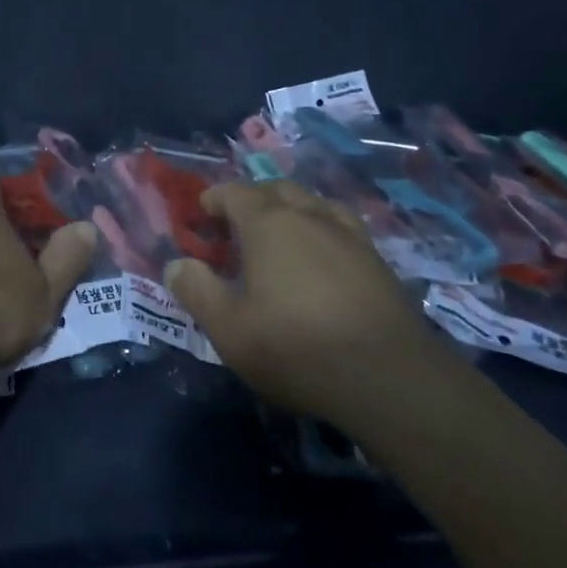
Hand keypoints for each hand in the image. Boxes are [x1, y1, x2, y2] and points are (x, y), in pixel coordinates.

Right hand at [163, 180, 437, 420]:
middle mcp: (309, 216)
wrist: (389, 378)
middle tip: (235, 226)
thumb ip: (197, 291)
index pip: (234, 193)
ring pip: (313, 203)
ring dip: (290, 209)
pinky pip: (341, 226)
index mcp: (268, 224)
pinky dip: (322, 228)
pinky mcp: (377, 260)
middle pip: (276, 189)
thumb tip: (176, 264)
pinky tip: (323, 255)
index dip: (213, 199)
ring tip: (280, 235)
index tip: (200, 215)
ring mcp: (349, 235)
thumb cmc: (296, 348)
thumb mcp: (229, 329)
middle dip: (251, 199)